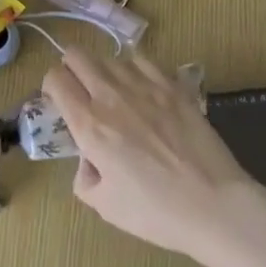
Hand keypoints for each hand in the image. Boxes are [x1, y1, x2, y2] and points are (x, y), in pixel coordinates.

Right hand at [42, 48, 265, 266]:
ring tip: (114, 94)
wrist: (214, 204)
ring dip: (103, 70)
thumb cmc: (156, 212)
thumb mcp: (105, 206)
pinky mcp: (173, 85)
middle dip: (71, 68)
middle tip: (80, 91)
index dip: (51, 87)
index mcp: (90, 125)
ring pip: (110, 56)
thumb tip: (89, 159)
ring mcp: (145, 85)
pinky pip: (142, 60)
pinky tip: (142, 90)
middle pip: (77, 54)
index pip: (55, 79)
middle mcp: (111, 95)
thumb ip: (85, 178)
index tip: (58, 102)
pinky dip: (134, 69)